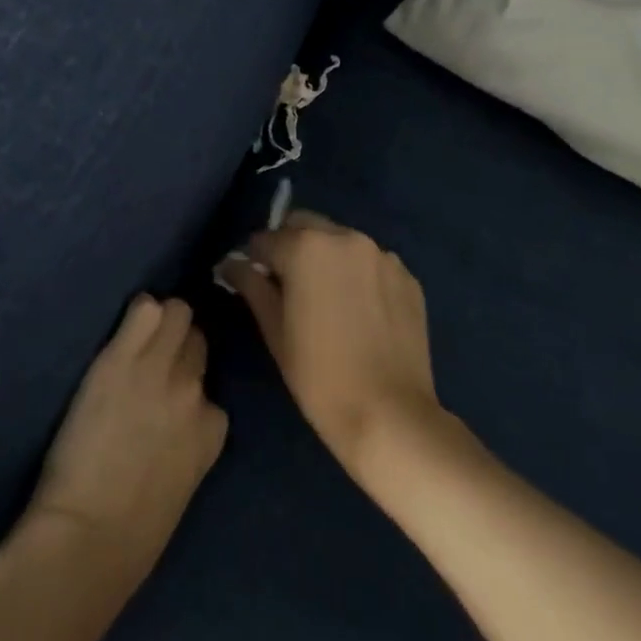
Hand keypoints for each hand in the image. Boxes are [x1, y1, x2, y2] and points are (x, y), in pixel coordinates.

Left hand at [24, 296, 228, 591]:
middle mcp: (194, 390)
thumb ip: (186, 443)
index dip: (188, 386)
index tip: (169, 394)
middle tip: (150, 357)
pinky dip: (138, 312)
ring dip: (161, 321)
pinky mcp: (123, 358)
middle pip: (197, 340)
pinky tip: (123, 326)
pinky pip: (144, 309)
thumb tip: (171, 425)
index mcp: (213, 428)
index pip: (210, 387)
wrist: (90, 537)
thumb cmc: (132, 533)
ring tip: (136, 335)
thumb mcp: (180, 484)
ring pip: (177, 313)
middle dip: (178, 345)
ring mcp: (159, 370)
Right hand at [218, 213, 440, 480]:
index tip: (254, 282)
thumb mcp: (274, 330)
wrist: (390, 414)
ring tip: (327, 299)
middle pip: (305, 226)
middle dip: (290, 246)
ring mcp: (382, 255)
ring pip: (340, 241)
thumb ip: (251, 286)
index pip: (265, 239)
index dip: (254, 260)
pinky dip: (358, 274)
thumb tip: (233, 263)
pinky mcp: (407, 276)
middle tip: (288, 286)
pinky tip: (359, 311)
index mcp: (306, 246)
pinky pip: (371, 263)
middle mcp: (346, 237)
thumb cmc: (319, 375)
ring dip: (326, 257)